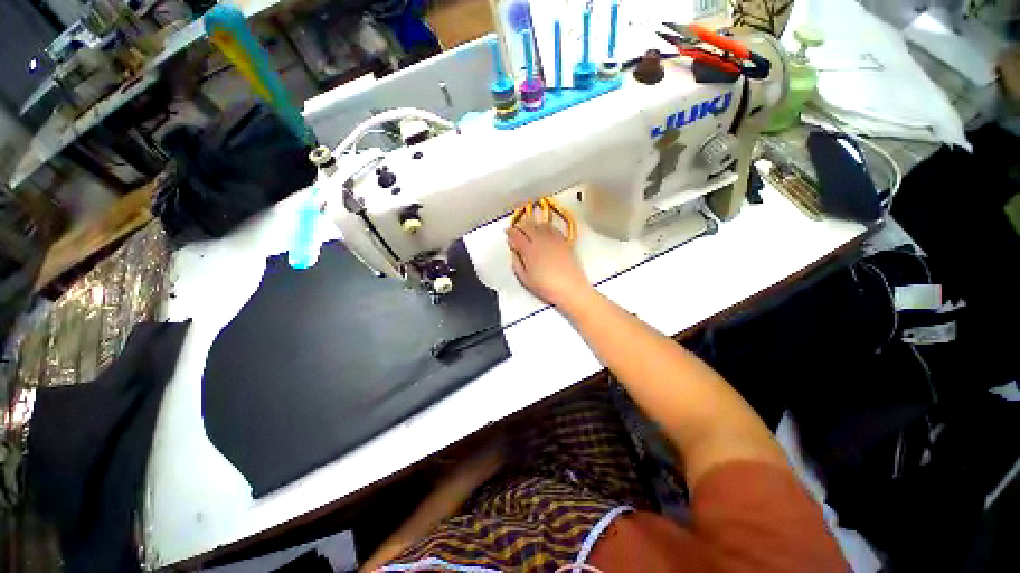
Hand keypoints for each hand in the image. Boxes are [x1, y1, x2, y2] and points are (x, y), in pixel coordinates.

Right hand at [506, 220, 590, 307]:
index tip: (508, 232)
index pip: (516, 235)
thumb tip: (514, 253)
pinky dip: (546, 227)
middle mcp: (541, 241)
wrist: (570, 289)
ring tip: (530, 229)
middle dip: (520, 225)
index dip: (510, 231)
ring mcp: (554, 240)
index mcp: (529, 251)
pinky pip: (553, 228)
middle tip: (517, 229)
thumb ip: (517, 264)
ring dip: (533, 224)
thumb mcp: (525, 279)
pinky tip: (545, 231)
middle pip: (528, 225)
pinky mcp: (564, 242)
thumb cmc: (547, 287)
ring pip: (541, 224)